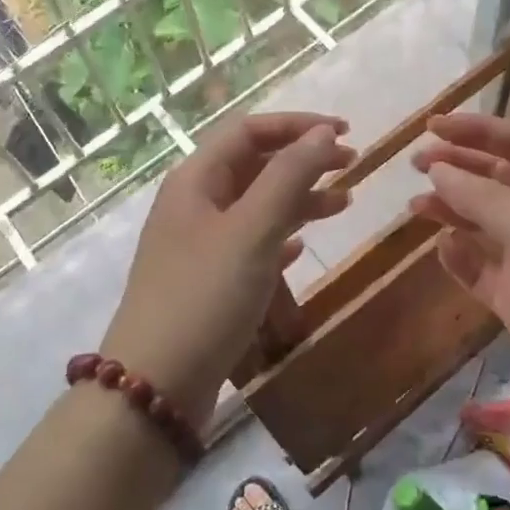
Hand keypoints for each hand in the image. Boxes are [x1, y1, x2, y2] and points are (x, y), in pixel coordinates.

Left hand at [102, 112, 353, 422]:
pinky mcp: (207, 281)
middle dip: (303, 160)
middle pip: (254, 165)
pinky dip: (279, 237)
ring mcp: (198, 244)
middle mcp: (194, 204)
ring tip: (344, 205)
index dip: (298, 125)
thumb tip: (322, 132)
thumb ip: (289, 177)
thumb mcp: (252, 230)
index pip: (249, 131)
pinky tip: (301, 248)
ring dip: (298, 199)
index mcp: (196, 180)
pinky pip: (250, 244)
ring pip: (256, 206)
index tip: (345, 132)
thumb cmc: (205, 297)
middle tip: (353, 164)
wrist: (156, 385)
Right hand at [409, 112, 509, 432]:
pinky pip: (479, 266)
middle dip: (459, 168)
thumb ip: (490, 201)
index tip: (432, 127)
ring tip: (415, 207)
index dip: (478, 131)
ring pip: (483, 222)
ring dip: (452, 210)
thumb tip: (437, 169)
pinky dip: (459, 256)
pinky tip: (442, 249)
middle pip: (498, 179)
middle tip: (416, 164)